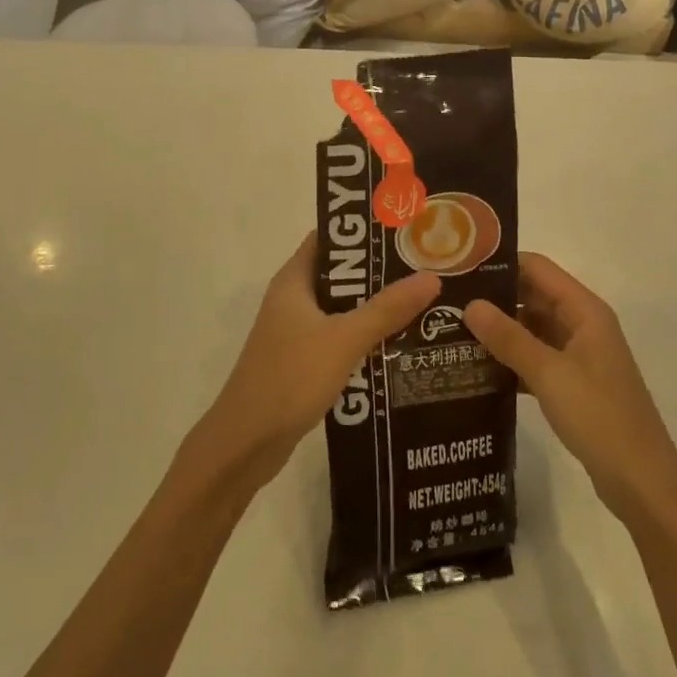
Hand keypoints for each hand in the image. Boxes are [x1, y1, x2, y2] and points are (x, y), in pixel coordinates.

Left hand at [184, 233, 439, 499]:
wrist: (245, 445)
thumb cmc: (289, 379)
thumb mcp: (343, 340)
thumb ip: (387, 309)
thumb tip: (431, 277)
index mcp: (294, 281)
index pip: (330, 239)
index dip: (364, 231)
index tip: (405, 230)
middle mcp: (293, 300)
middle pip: (342, 275)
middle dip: (381, 273)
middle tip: (427, 268)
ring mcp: (296, 333)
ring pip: (343, 310)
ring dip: (377, 308)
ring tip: (426, 303)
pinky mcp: (303, 363)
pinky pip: (341, 339)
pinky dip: (366, 339)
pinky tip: (401, 346)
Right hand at [464, 254, 676, 527]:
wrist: (641, 482)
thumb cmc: (599, 416)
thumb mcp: (549, 373)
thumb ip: (508, 337)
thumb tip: (470, 304)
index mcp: (585, 310)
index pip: (537, 268)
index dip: (500, 264)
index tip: (459, 268)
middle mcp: (583, 324)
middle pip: (533, 296)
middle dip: (494, 298)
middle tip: (447, 302)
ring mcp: (579, 355)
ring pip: (533, 329)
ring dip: (500, 331)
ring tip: (452, 332)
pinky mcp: (574, 384)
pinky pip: (536, 358)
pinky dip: (511, 359)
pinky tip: (477, 369)